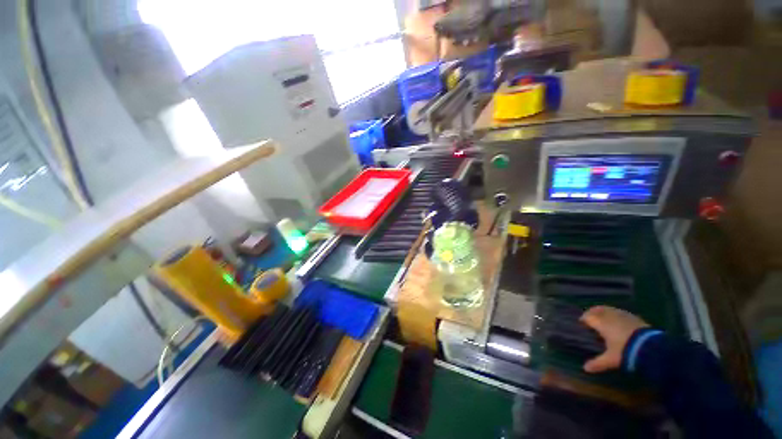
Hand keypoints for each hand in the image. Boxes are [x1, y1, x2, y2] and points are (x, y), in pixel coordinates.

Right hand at [579, 306, 648, 372]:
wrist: (651, 348)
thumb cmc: (625, 351)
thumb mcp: (611, 360)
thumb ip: (598, 363)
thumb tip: (585, 368)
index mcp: (601, 323)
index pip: (587, 317)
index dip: (583, 320)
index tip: (582, 324)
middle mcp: (610, 316)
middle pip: (597, 309)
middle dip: (593, 313)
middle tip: (591, 319)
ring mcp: (623, 315)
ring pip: (609, 309)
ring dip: (604, 312)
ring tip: (604, 320)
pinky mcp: (634, 317)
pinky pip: (621, 312)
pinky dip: (616, 315)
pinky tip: (620, 322)